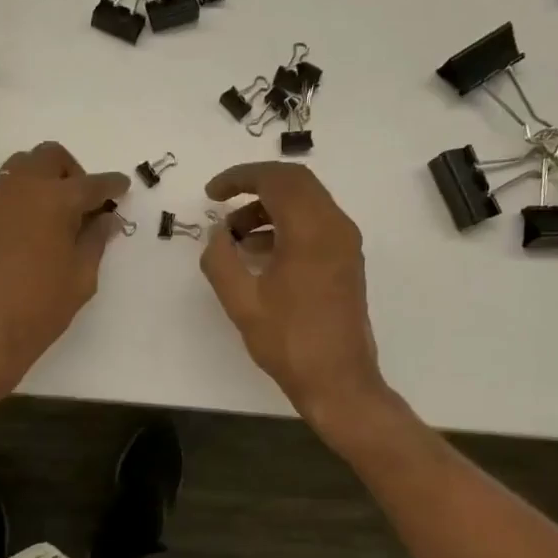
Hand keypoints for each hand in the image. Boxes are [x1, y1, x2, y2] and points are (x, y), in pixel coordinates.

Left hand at [0, 142, 128, 390]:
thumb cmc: (39, 307)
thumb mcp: (80, 278)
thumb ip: (95, 241)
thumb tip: (106, 219)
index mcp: (56, 199)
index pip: (91, 183)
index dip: (111, 185)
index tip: (122, 187)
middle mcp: (23, 188)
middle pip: (50, 158)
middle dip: (72, 172)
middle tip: (84, 202)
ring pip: (22, 168)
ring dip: (44, 179)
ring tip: (58, 215)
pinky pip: (5, 192)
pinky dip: (24, 198)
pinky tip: (33, 230)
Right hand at [200, 163, 390, 430]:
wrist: (337, 380)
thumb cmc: (288, 341)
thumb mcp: (241, 302)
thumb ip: (221, 260)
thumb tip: (217, 234)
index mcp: (311, 230)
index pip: (276, 180)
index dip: (239, 178)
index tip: (211, 193)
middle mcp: (335, 227)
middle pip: (295, 183)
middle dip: (255, 187)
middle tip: (221, 203)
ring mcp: (345, 244)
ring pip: (306, 204)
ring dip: (269, 209)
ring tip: (234, 237)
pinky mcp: (346, 261)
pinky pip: (314, 225)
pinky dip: (284, 226)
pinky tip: (258, 254)